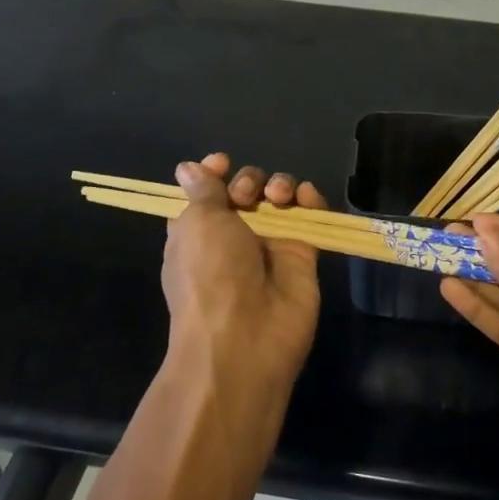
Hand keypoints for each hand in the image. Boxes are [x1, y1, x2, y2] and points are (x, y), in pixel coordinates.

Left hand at [162, 153, 329, 401]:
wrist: (245, 336)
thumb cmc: (209, 274)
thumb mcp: (197, 223)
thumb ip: (202, 190)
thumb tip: (188, 167)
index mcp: (198, 230)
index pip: (208, 191)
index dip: (214, 173)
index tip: (222, 163)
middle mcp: (233, 236)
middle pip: (246, 190)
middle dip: (248, 181)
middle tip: (246, 197)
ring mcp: (270, 244)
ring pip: (279, 200)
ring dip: (280, 185)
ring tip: (278, 197)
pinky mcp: (302, 254)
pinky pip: (311, 217)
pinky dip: (311, 200)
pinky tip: (306, 197)